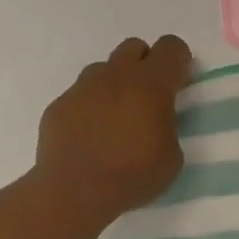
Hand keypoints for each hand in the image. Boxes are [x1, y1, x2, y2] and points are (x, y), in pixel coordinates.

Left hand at [37, 35, 192, 218]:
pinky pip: (79, 95)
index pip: (171, 47)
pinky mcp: (59, 106)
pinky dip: (89, 107)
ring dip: (115, 84)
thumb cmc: (134, 174)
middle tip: (148, 97)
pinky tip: (90, 135)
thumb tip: (156, 122)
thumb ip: (167, 126)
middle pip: (134, 47)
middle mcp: (116, 76)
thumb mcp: (172, 155)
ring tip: (116, 117)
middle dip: (145, 64)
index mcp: (151, 84)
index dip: (178, 60)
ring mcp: (82, 88)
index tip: (179, 83)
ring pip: (103, 69)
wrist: (75, 192)